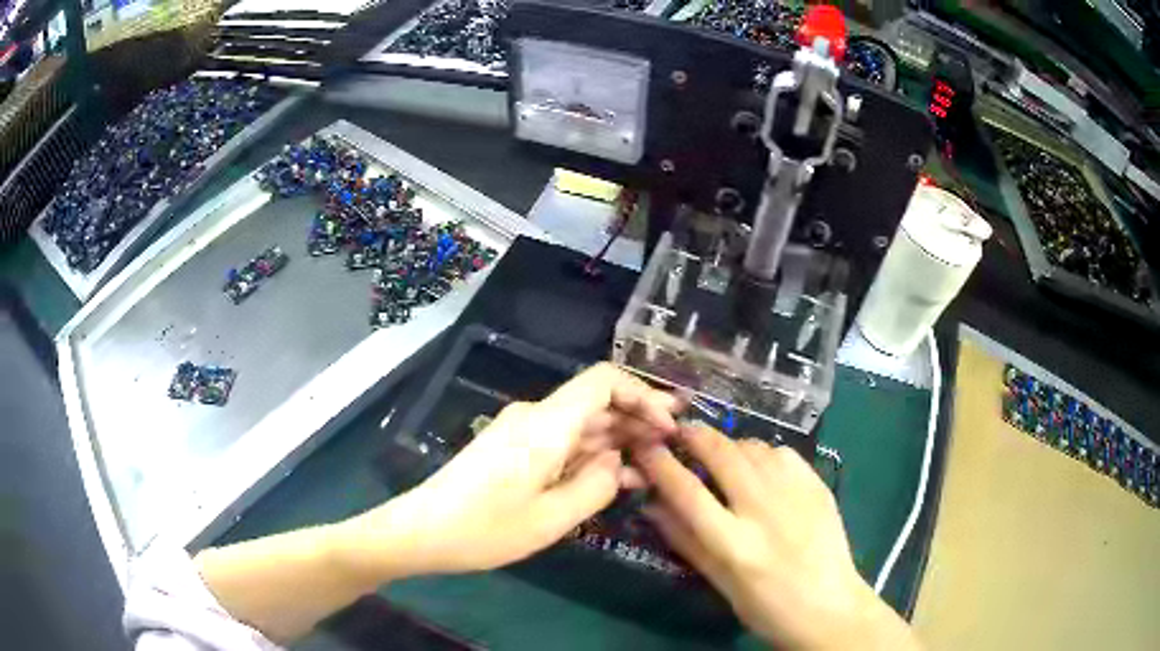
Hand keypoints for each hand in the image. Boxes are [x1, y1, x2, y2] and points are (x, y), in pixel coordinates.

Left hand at [335, 363, 678, 579]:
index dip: (642, 395)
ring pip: (580, 424)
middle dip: (636, 419)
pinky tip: (609, 478)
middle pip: (595, 402)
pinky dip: (589, 455)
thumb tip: (618, 463)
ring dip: (615, 440)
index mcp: (547, 424)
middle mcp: (535, 417)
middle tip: (672, 445)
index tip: (668, 425)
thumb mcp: (551, 519)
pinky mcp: (512, 449)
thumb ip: (596, 486)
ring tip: (649, 466)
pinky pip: (561, 442)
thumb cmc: (485, 528)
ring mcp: (521, 432)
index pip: (603, 381)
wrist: (422, 531)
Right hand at [634, 425, 919, 649]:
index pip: (688, 492)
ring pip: (754, 447)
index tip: (647, 448)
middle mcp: (764, 510)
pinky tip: (760, 467)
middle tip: (681, 431)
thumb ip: (686, 542)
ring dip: (730, 444)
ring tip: (721, 453)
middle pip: (723, 454)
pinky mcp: (818, 486)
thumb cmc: (766, 607)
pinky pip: (783, 453)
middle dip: (695, 435)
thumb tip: (653, 506)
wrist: (829, 607)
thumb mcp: (720, 584)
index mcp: (734, 544)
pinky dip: (764, 453)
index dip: (662, 465)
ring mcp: (796, 494)